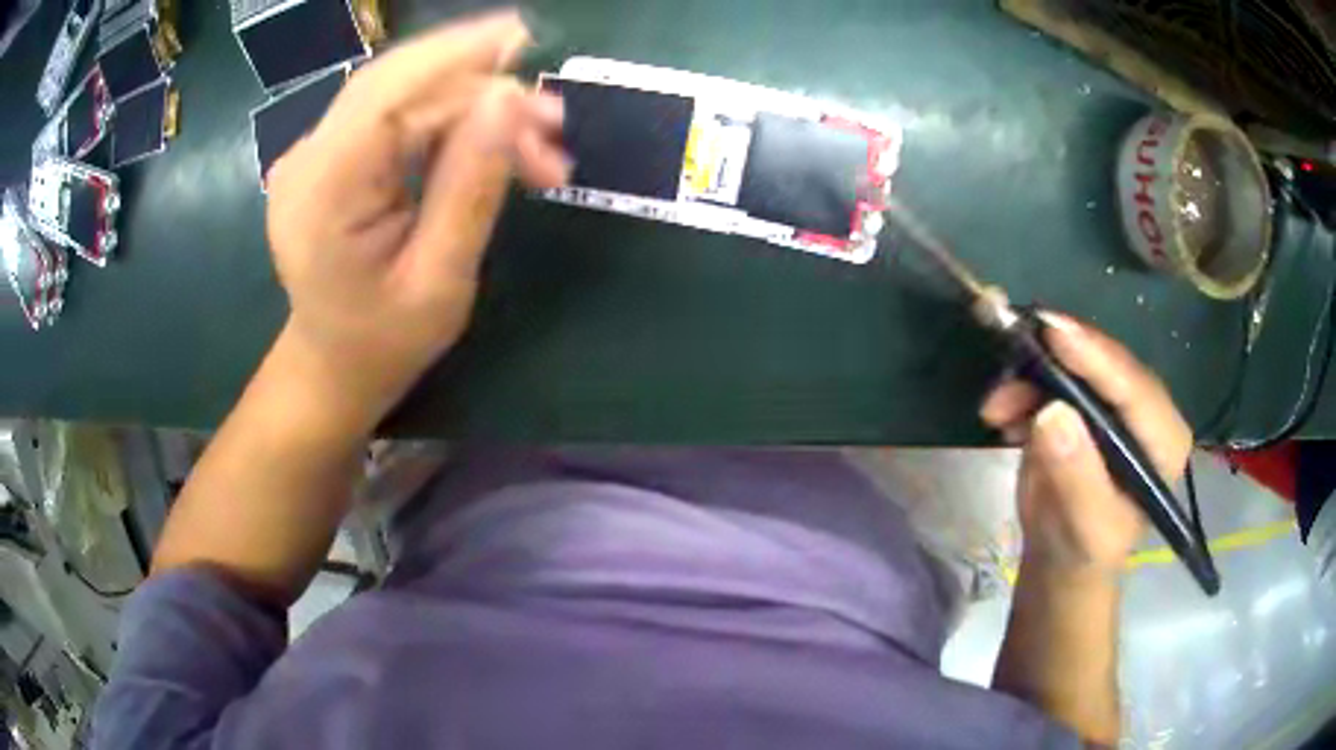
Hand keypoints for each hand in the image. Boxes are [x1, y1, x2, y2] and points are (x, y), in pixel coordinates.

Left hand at [264, 11, 569, 430]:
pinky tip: (493, 138)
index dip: (457, 58)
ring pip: (401, 92)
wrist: (332, 366)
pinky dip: (450, 117)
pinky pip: (395, 113)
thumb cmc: (385, 343)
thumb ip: (471, 187)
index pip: (389, 96)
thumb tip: (509, 99)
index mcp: (321, 194)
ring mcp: (313, 153)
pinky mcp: (331, 154)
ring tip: (539, 141)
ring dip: (473, 101)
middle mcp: (307, 160)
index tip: (527, 40)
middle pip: (396, 83)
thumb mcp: (440, 281)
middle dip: (479, 82)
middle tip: (554, 115)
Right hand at [979, 313, 1192, 575]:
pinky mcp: (1085, 403)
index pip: (1135, 389)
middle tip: (1015, 347)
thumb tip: (1052, 413)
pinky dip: (1024, 388)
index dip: (1097, 358)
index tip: (1054, 332)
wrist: (1060, 559)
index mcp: (1163, 442)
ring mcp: (1113, 404)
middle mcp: (1144, 412)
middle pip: (1106, 366)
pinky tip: (1004, 416)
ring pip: (1076, 366)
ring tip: (996, 406)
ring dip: (1031, 377)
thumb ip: (1076, 475)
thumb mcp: (1085, 528)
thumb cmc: (1082, 552)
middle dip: (1058, 359)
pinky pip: (1054, 377)